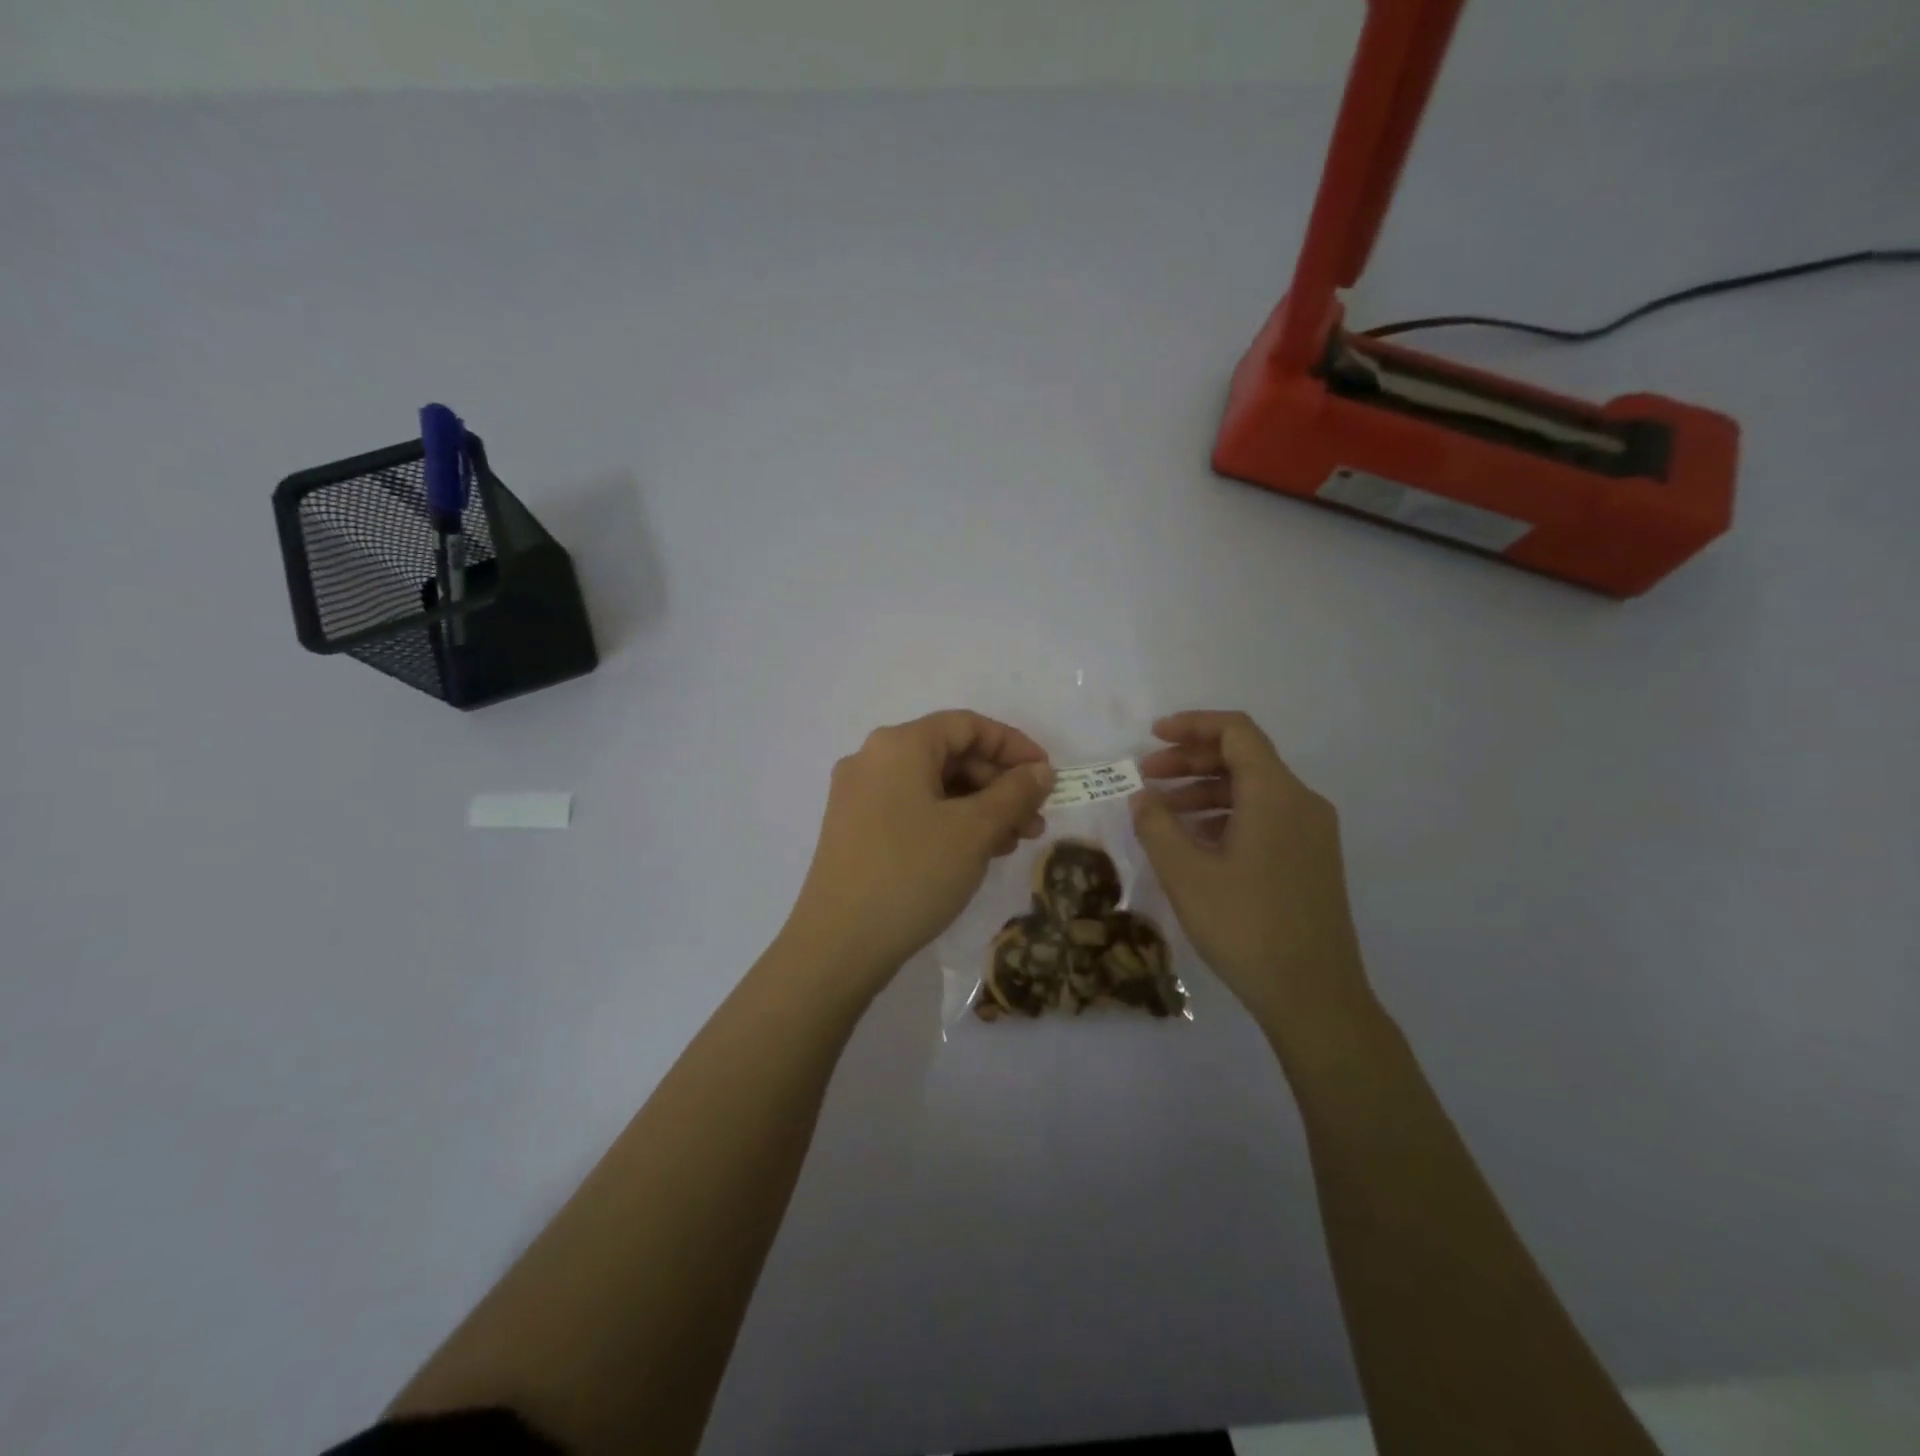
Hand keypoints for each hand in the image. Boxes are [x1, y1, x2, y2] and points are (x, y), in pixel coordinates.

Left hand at [783, 710, 1055, 993]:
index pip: (967, 725)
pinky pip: (913, 810)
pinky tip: (977, 852)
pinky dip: (950, 823)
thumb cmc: (912, 874)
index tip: (1047, 776)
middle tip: (1035, 821)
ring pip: (933, 787)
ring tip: (1014, 842)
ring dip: (979, 808)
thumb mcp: (974, 831)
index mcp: (899, 745)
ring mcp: (859, 796)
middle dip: (999, 785)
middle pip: (950, 755)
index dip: (1013, 745)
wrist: (838, 945)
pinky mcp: (855, 829)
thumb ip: (1014, 793)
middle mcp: (873, 759)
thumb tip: (1040, 771)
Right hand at [1131, 711, 1372, 1036]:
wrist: (1314, 996)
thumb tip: (1142, 797)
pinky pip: (1264, 818)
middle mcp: (1301, 802)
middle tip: (1146, 776)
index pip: (1236, 732)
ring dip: (1204, 791)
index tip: (1152, 737)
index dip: (1191, 725)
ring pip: (1253, 791)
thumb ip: (1157, 826)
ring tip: (1161, 812)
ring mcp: (1311, 833)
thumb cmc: (1246, 926)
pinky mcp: (1311, 860)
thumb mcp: (1186, 874)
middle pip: (1243, 758)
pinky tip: (1194, 842)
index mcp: (1276, 794)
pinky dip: (1225, 816)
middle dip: (1190, 761)